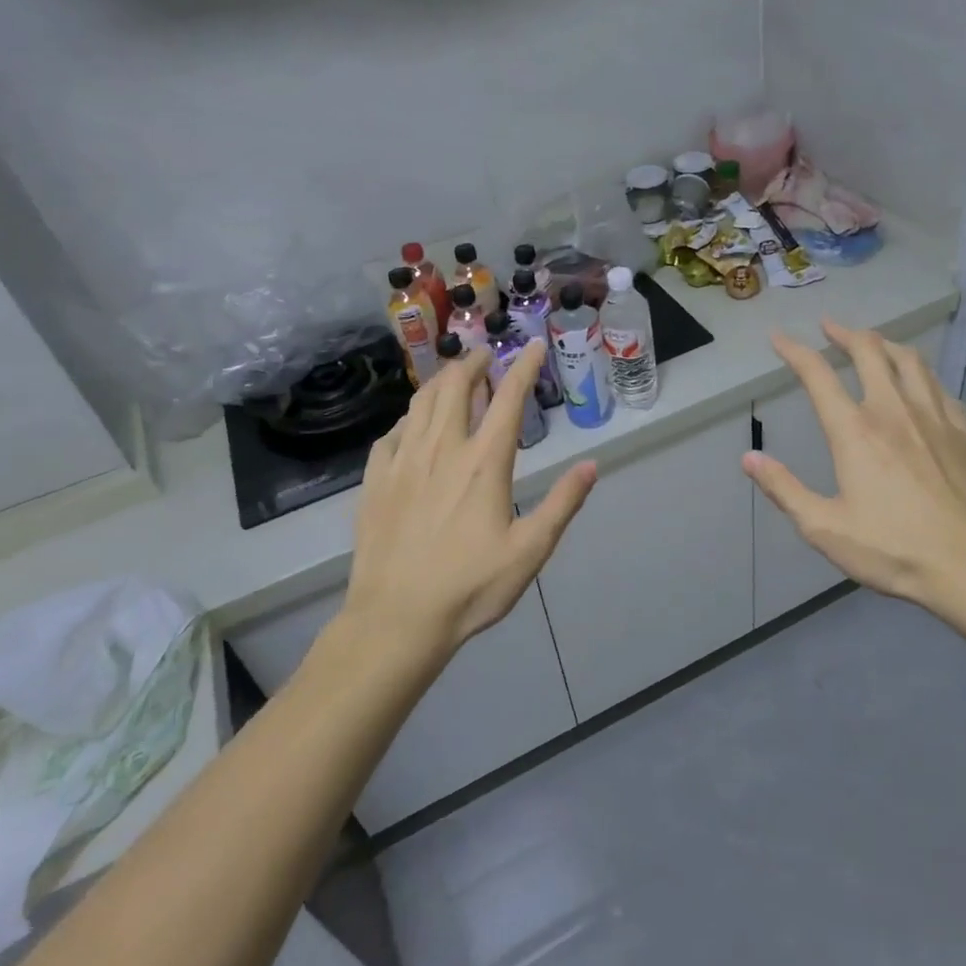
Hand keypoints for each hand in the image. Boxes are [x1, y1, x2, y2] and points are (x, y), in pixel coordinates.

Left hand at [342, 342, 596, 652]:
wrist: (396, 619)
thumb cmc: (471, 587)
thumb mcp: (530, 551)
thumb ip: (562, 504)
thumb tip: (590, 465)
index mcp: (483, 463)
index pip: (507, 399)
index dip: (523, 368)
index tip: (532, 346)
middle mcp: (442, 450)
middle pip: (456, 388)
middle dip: (474, 364)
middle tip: (486, 356)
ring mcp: (403, 462)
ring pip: (421, 403)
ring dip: (441, 382)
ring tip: (454, 376)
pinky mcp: (375, 481)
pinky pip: (392, 434)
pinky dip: (409, 418)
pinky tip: (413, 425)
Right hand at [743, 319, 965, 611]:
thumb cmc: (893, 549)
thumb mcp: (824, 528)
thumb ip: (784, 489)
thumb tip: (749, 458)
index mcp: (855, 432)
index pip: (818, 375)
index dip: (795, 351)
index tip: (779, 337)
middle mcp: (893, 411)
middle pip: (869, 351)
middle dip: (844, 333)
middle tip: (829, 326)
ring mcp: (934, 418)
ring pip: (909, 360)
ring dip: (884, 343)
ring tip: (872, 342)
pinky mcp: (963, 432)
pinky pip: (939, 386)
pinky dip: (920, 373)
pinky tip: (918, 381)